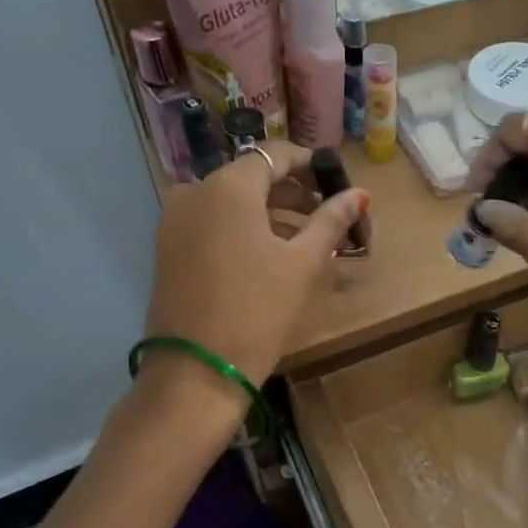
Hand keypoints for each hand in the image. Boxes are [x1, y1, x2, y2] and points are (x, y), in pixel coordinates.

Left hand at [143, 140, 368, 389]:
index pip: (275, 155)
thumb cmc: (257, 310)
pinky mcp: (168, 249)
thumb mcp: (303, 263)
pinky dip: (244, 229)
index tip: (337, 184)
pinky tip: (273, 254)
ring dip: (271, 213)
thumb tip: (359, 195)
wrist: (196, 372)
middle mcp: (195, 192)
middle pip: (252, 177)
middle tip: (330, 216)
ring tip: (308, 239)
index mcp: (228, 186)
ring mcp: (175, 221)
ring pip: (232, 202)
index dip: (310, 165)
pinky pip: (213, 223)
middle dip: (294, 192)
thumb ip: (331, 220)